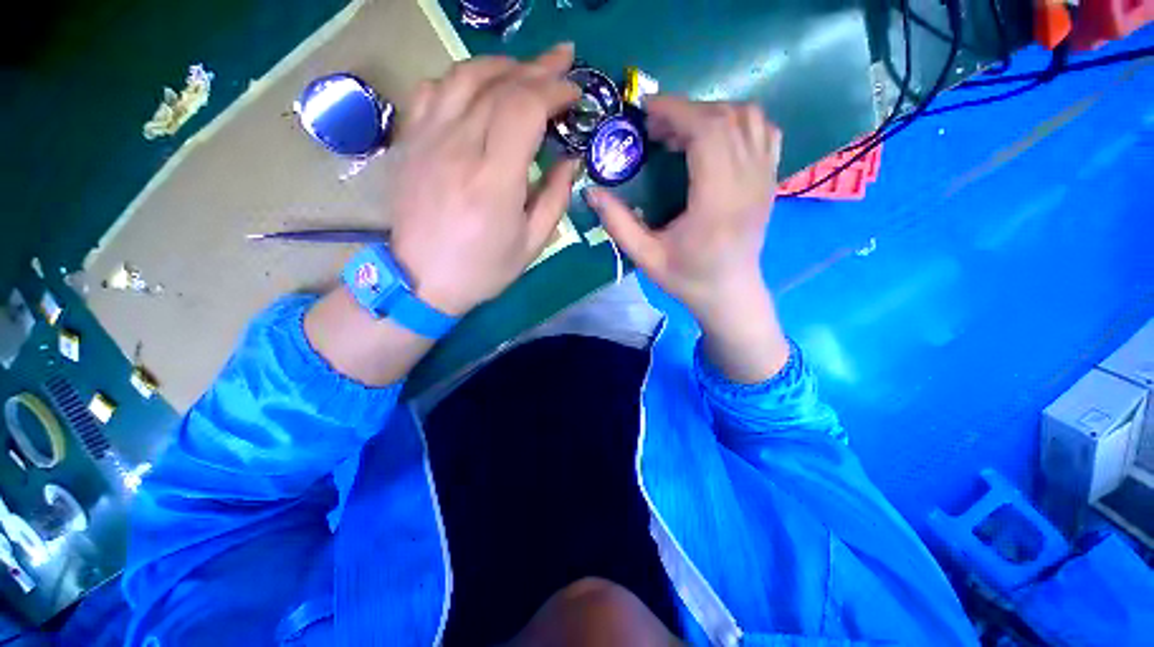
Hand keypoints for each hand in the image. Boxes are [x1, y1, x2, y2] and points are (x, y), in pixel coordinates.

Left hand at [386, 44, 581, 315]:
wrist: (421, 280)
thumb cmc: (483, 269)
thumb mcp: (532, 244)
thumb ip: (556, 198)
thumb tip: (571, 159)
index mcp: (494, 180)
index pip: (524, 109)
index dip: (554, 90)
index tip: (575, 93)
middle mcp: (458, 149)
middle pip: (498, 84)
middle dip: (537, 68)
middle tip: (563, 62)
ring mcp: (427, 140)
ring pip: (464, 76)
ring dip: (501, 65)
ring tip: (525, 70)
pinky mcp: (410, 142)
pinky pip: (432, 90)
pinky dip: (461, 79)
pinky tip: (478, 90)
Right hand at [584, 97, 788, 381]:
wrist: (730, 293)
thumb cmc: (687, 278)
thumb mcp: (646, 257)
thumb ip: (617, 223)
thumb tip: (591, 191)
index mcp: (717, 202)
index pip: (708, 132)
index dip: (676, 111)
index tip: (647, 111)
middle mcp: (749, 183)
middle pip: (726, 118)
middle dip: (686, 112)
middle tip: (656, 129)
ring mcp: (766, 179)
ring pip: (749, 118)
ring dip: (712, 114)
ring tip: (683, 133)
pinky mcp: (771, 180)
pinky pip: (764, 131)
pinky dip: (738, 122)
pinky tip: (715, 140)